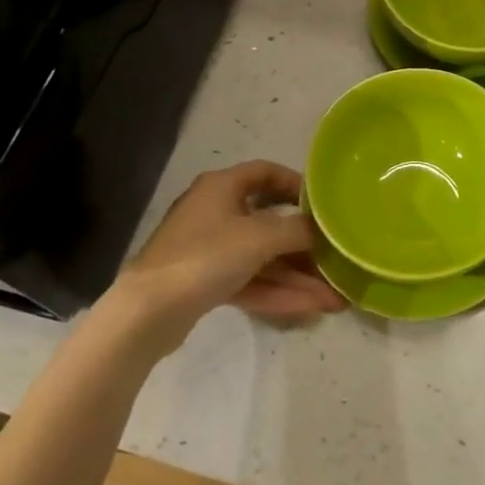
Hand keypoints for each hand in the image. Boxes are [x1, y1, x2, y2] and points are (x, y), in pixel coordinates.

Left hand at [109, 161, 344, 348]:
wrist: (148, 312)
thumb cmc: (206, 256)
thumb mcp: (260, 237)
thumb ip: (297, 230)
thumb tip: (323, 229)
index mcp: (223, 186)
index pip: (266, 172)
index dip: (296, 184)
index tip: (323, 203)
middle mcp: (216, 212)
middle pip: (270, 223)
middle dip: (305, 247)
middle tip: (336, 262)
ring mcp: (210, 249)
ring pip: (263, 258)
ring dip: (297, 277)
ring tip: (334, 299)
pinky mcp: (205, 282)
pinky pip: (250, 280)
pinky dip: (277, 292)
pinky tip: (309, 309)